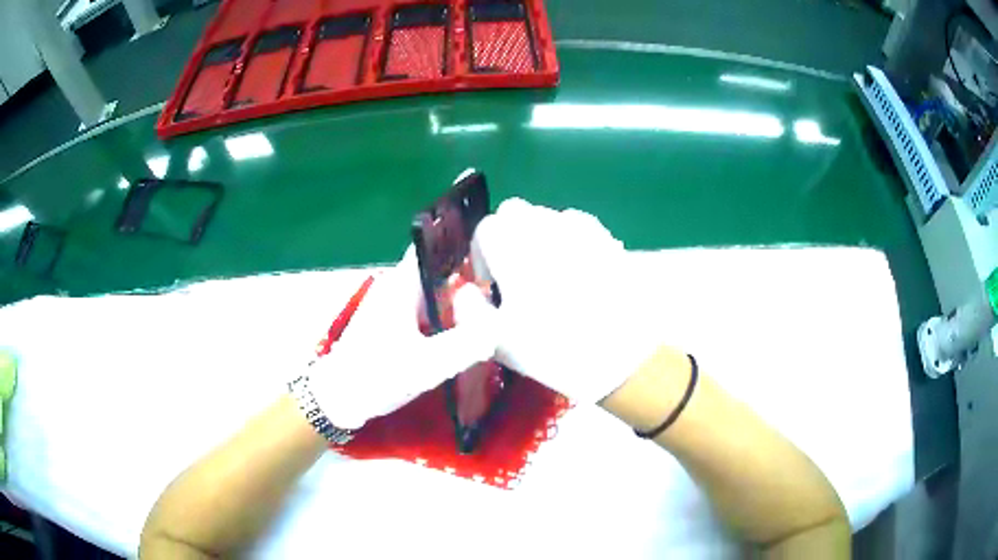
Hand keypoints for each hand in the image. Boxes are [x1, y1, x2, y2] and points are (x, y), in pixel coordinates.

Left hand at [307, 246, 498, 428]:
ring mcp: (394, 306)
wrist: (338, 399)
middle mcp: (398, 288)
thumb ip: (465, 345)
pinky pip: (428, 311)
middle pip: (440, 271)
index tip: (496, 256)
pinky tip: (465, 334)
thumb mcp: (425, 364)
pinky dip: (447, 318)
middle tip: (502, 293)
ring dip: (459, 301)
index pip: (434, 247)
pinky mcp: (394, 325)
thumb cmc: (376, 375)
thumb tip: (497, 327)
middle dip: (469, 279)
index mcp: (402, 285)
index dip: (464, 245)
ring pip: (435, 293)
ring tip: (492, 312)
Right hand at [470, 199, 660, 402]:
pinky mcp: (607, 238)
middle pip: (515, 212)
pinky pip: (579, 227)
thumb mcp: (497, 340)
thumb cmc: (555, 349)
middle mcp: (543, 226)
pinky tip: (581, 273)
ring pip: (547, 217)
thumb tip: (465, 292)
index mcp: (511, 247)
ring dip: (539, 237)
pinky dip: (571, 241)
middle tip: (517, 274)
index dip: (482, 257)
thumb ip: (470, 311)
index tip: (492, 285)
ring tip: (551, 276)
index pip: (485, 230)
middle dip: (509, 236)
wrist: (624, 355)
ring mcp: (579, 228)